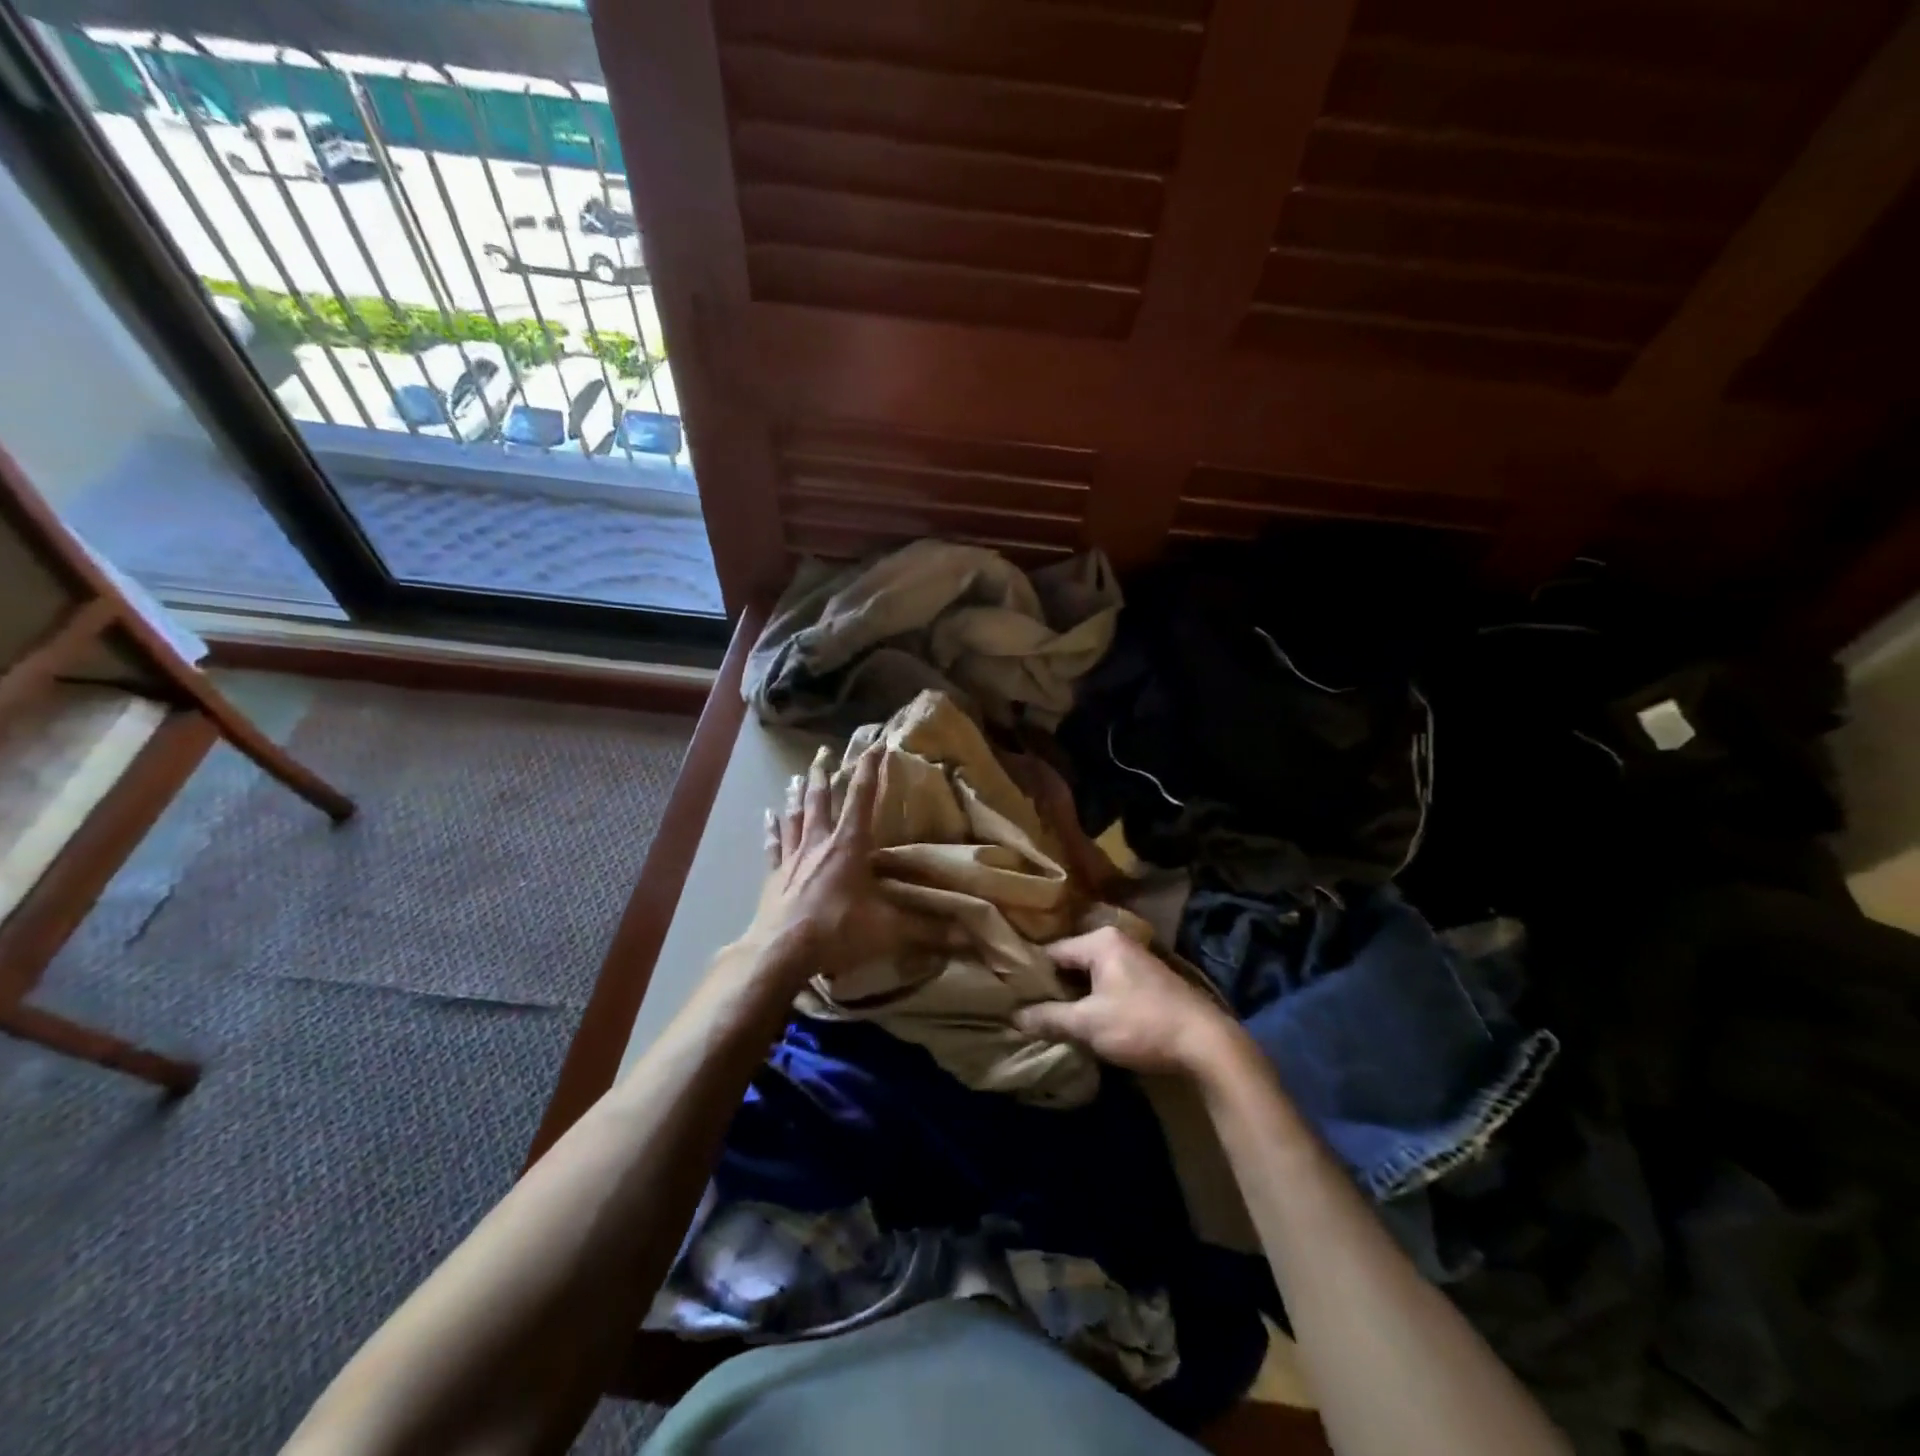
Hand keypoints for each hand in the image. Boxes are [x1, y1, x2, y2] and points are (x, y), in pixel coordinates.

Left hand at [745, 743, 940, 983]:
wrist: (780, 952)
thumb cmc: (837, 931)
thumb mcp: (888, 929)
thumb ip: (927, 928)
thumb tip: (968, 934)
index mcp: (849, 846)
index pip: (861, 798)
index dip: (869, 770)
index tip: (874, 746)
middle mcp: (820, 843)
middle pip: (821, 800)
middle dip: (825, 774)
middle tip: (823, 751)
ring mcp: (793, 858)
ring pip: (796, 817)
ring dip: (798, 794)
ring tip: (798, 775)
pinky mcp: (774, 877)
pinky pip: (773, 845)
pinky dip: (771, 829)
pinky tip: (767, 815)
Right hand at [1013, 926, 1241, 1076]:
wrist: (1206, 1044)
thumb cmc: (1141, 1025)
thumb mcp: (1088, 1024)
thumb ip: (1049, 1018)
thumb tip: (1014, 1016)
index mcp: (1099, 941)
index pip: (1051, 952)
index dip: (1031, 976)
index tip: (1013, 996)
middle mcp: (1117, 941)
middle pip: (1071, 962)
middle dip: (1053, 987)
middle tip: (1029, 1009)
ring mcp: (1135, 960)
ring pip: (1090, 975)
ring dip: (1075, 996)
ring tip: (1052, 1018)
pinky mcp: (1148, 981)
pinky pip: (1108, 984)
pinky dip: (1095, 999)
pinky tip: (1086, 1021)